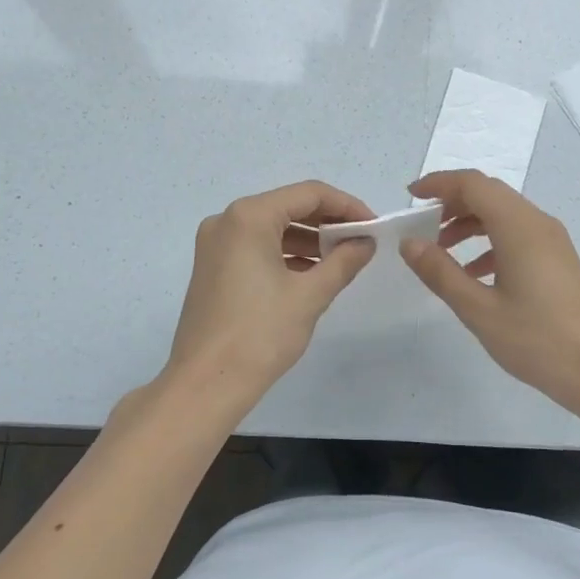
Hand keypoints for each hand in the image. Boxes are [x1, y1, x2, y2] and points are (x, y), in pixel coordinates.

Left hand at [166, 181, 376, 406]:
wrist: (206, 385)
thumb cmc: (260, 333)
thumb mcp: (310, 295)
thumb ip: (343, 261)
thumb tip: (366, 242)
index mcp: (249, 217)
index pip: (309, 194)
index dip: (347, 205)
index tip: (374, 226)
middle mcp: (227, 220)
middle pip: (289, 206)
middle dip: (328, 222)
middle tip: (362, 241)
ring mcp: (215, 244)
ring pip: (272, 228)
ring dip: (309, 239)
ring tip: (343, 260)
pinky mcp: (212, 267)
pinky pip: (256, 247)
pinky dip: (285, 254)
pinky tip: (312, 274)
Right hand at [401, 170, 579, 410]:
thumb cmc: (538, 339)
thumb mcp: (479, 309)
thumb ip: (441, 272)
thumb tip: (410, 243)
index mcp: (518, 225)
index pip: (472, 184)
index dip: (438, 184)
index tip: (410, 198)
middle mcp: (537, 222)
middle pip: (488, 193)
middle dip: (451, 202)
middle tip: (421, 226)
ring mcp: (552, 240)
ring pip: (503, 214)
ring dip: (470, 223)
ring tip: (441, 251)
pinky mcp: (558, 260)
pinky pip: (517, 234)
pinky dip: (489, 242)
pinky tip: (474, 273)